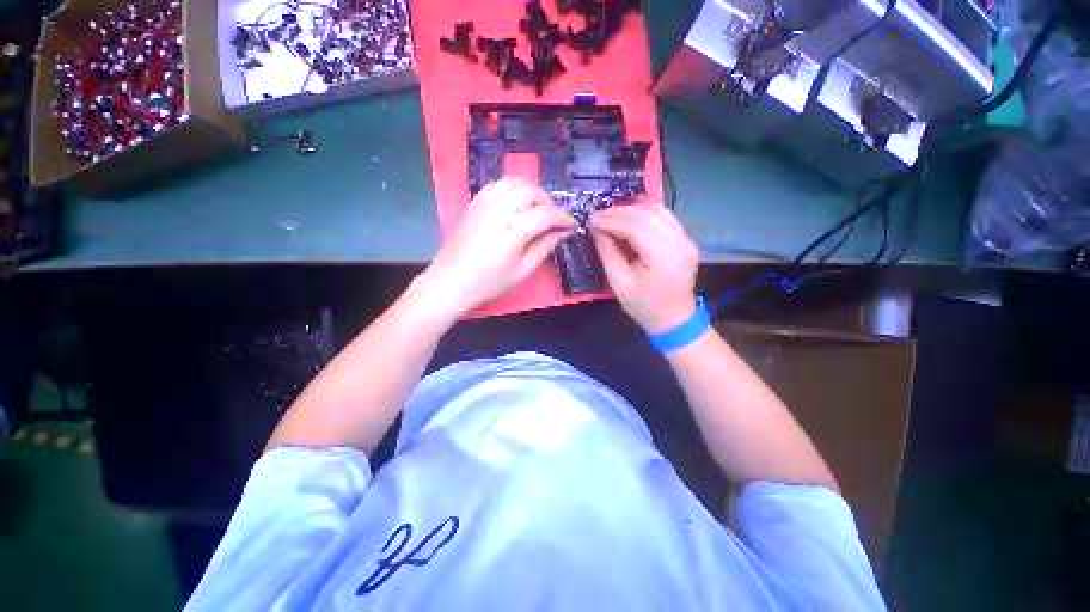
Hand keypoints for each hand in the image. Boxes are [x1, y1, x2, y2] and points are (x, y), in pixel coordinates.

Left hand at [419, 179, 576, 318]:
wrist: (450, 282)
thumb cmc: (488, 283)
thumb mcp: (522, 271)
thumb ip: (544, 248)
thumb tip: (562, 232)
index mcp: (513, 230)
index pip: (546, 214)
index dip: (563, 218)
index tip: (572, 225)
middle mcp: (499, 209)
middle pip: (531, 191)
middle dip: (548, 203)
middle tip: (554, 220)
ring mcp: (484, 203)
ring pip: (515, 182)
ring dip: (532, 192)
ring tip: (537, 209)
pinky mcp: (474, 203)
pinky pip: (498, 185)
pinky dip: (513, 189)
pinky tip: (516, 204)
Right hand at [589, 204, 697, 332]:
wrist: (674, 319)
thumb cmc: (643, 305)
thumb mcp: (619, 282)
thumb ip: (607, 252)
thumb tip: (596, 228)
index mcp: (663, 257)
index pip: (636, 226)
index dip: (611, 220)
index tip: (591, 220)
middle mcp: (679, 242)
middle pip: (647, 214)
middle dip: (619, 212)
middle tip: (598, 216)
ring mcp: (686, 239)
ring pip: (657, 211)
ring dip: (632, 210)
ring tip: (611, 217)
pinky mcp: (686, 239)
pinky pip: (664, 217)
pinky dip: (644, 214)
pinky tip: (629, 219)